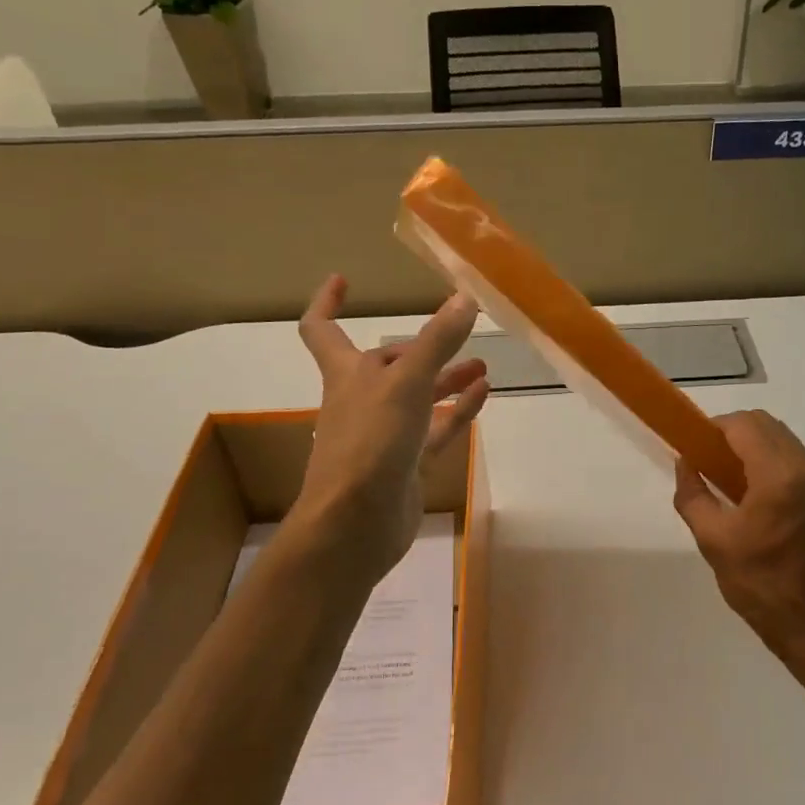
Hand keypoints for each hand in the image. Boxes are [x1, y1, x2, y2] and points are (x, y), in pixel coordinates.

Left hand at [292, 276, 490, 582]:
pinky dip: (456, 411)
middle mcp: (362, 399)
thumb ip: (438, 342)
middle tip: (459, 333)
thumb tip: (465, 297)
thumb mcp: (406, 383)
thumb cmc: (370, 442)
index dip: (328, 302)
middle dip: (419, 347)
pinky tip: (483, 395)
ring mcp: (384, 434)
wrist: (356, 524)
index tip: (343, 280)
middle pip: (388, 363)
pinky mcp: (405, 464)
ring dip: (445, 378)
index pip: (322, 329)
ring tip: (482, 365)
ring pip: (417, 397)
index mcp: (347, 373)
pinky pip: (435, 429)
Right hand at [673, 411, 804, 667]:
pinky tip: (752, 492)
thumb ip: (693, 494)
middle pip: (766, 425)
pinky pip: (795, 461)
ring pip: (783, 440)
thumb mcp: (712, 540)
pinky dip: (770, 461)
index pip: (745, 426)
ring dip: (753, 445)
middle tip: (707, 459)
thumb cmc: (759, 584)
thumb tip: (685, 462)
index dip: (715, 427)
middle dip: (733, 432)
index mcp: (780, 478)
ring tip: (728, 476)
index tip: (694, 445)